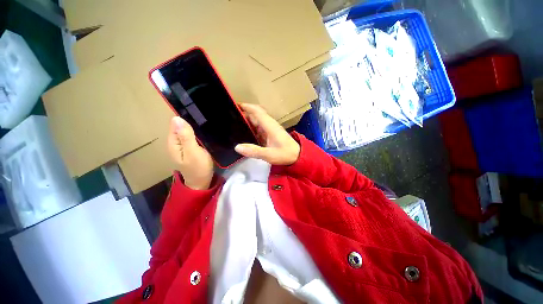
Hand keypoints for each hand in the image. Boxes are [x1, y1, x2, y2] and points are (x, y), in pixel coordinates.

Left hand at [167, 117, 213, 189]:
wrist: (202, 181)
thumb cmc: (198, 168)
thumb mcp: (193, 152)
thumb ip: (185, 137)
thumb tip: (176, 118)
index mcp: (173, 142)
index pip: (175, 123)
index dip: (185, 116)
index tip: (199, 112)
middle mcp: (176, 142)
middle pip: (181, 126)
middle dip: (191, 120)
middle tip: (206, 116)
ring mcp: (184, 145)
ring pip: (188, 130)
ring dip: (196, 126)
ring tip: (208, 120)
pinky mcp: (191, 147)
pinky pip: (193, 136)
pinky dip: (198, 132)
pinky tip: (206, 130)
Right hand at [235, 103, 300, 165]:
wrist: (297, 156)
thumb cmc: (285, 154)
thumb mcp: (269, 155)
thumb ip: (253, 151)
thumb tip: (237, 147)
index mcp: (270, 126)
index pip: (257, 112)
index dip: (247, 107)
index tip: (235, 105)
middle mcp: (270, 124)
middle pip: (256, 115)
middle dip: (244, 114)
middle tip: (230, 117)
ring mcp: (271, 129)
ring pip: (257, 121)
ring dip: (248, 121)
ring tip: (234, 123)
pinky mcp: (271, 133)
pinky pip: (259, 127)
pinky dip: (252, 127)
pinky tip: (245, 132)